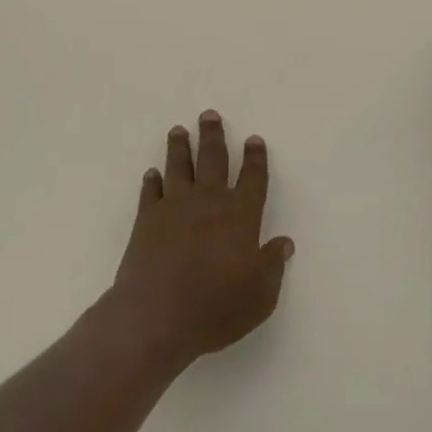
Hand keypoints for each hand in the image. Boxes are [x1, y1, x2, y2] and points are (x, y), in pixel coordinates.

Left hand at [108, 111, 294, 373]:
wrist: (156, 316)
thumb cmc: (215, 308)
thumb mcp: (259, 296)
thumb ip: (273, 266)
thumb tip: (284, 243)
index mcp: (240, 216)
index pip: (253, 178)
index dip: (255, 158)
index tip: (253, 139)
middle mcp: (209, 202)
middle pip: (213, 159)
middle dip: (213, 136)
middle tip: (209, 115)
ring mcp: (175, 207)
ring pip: (179, 166)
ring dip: (179, 147)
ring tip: (178, 130)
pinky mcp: (147, 219)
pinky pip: (151, 192)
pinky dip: (152, 181)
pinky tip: (152, 173)